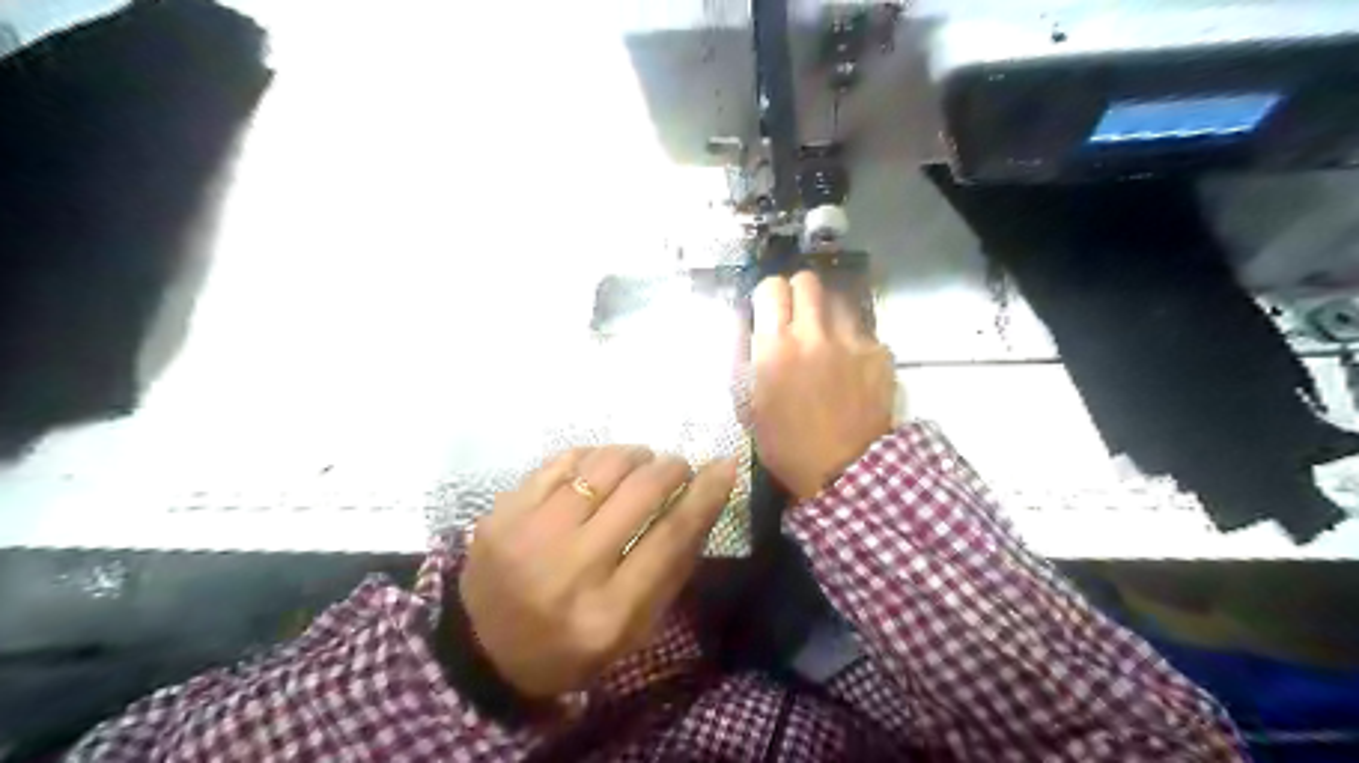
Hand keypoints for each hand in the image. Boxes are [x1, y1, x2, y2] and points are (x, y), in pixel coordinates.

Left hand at [460, 444, 737, 698]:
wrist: (484, 650)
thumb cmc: (572, 645)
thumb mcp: (634, 627)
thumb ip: (672, 566)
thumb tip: (705, 497)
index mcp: (608, 613)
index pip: (671, 537)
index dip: (704, 494)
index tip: (725, 465)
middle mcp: (569, 570)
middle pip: (639, 492)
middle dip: (670, 468)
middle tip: (677, 467)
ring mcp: (529, 536)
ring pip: (601, 467)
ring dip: (634, 455)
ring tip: (642, 461)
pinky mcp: (501, 513)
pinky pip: (561, 462)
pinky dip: (592, 456)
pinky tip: (601, 466)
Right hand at [747, 269, 901, 501]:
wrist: (843, 472)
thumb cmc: (785, 444)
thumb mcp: (747, 405)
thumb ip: (745, 358)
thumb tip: (748, 325)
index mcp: (775, 347)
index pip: (771, 288)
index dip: (769, 296)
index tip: (770, 310)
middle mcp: (814, 334)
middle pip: (807, 281)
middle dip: (799, 293)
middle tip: (798, 316)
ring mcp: (851, 341)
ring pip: (839, 301)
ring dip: (828, 315)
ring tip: (826, 340)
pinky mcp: (879, 354)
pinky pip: (863, 332)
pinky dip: (854, 343)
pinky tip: (852, 368)